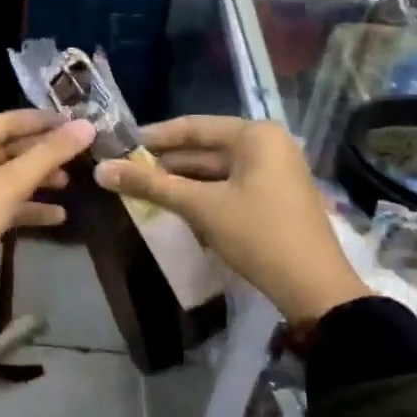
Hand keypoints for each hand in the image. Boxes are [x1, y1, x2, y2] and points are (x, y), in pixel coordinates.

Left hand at [0, 110, 96, 283]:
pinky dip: (27, 206)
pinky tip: (58, 215)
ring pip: (7, 177)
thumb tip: (86, 126)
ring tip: (70, 183)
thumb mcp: (8, 184)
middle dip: (42, 153)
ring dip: (37, 180)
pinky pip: (3, 202)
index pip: (5, 121)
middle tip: (79, 154)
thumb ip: (47, 155)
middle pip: (7, 148)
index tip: (76, 121)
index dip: (41, 121)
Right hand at [95, 116, 367, 323]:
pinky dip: (202, 193)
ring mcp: (274, 171)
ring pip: (215, 169)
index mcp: (255, 135)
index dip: (153, 136)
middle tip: (125, 170)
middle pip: (204, 147)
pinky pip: (229, 185)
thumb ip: (150, 185)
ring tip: (141, 188)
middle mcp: (268, 145)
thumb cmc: (258, 235)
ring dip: (181, 180)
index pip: (193, 126)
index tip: (119, 144)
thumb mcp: (200, 207)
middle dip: (165, 161)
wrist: (316, 290)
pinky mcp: (275, 197)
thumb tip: (101, 170)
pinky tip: (173, 204)